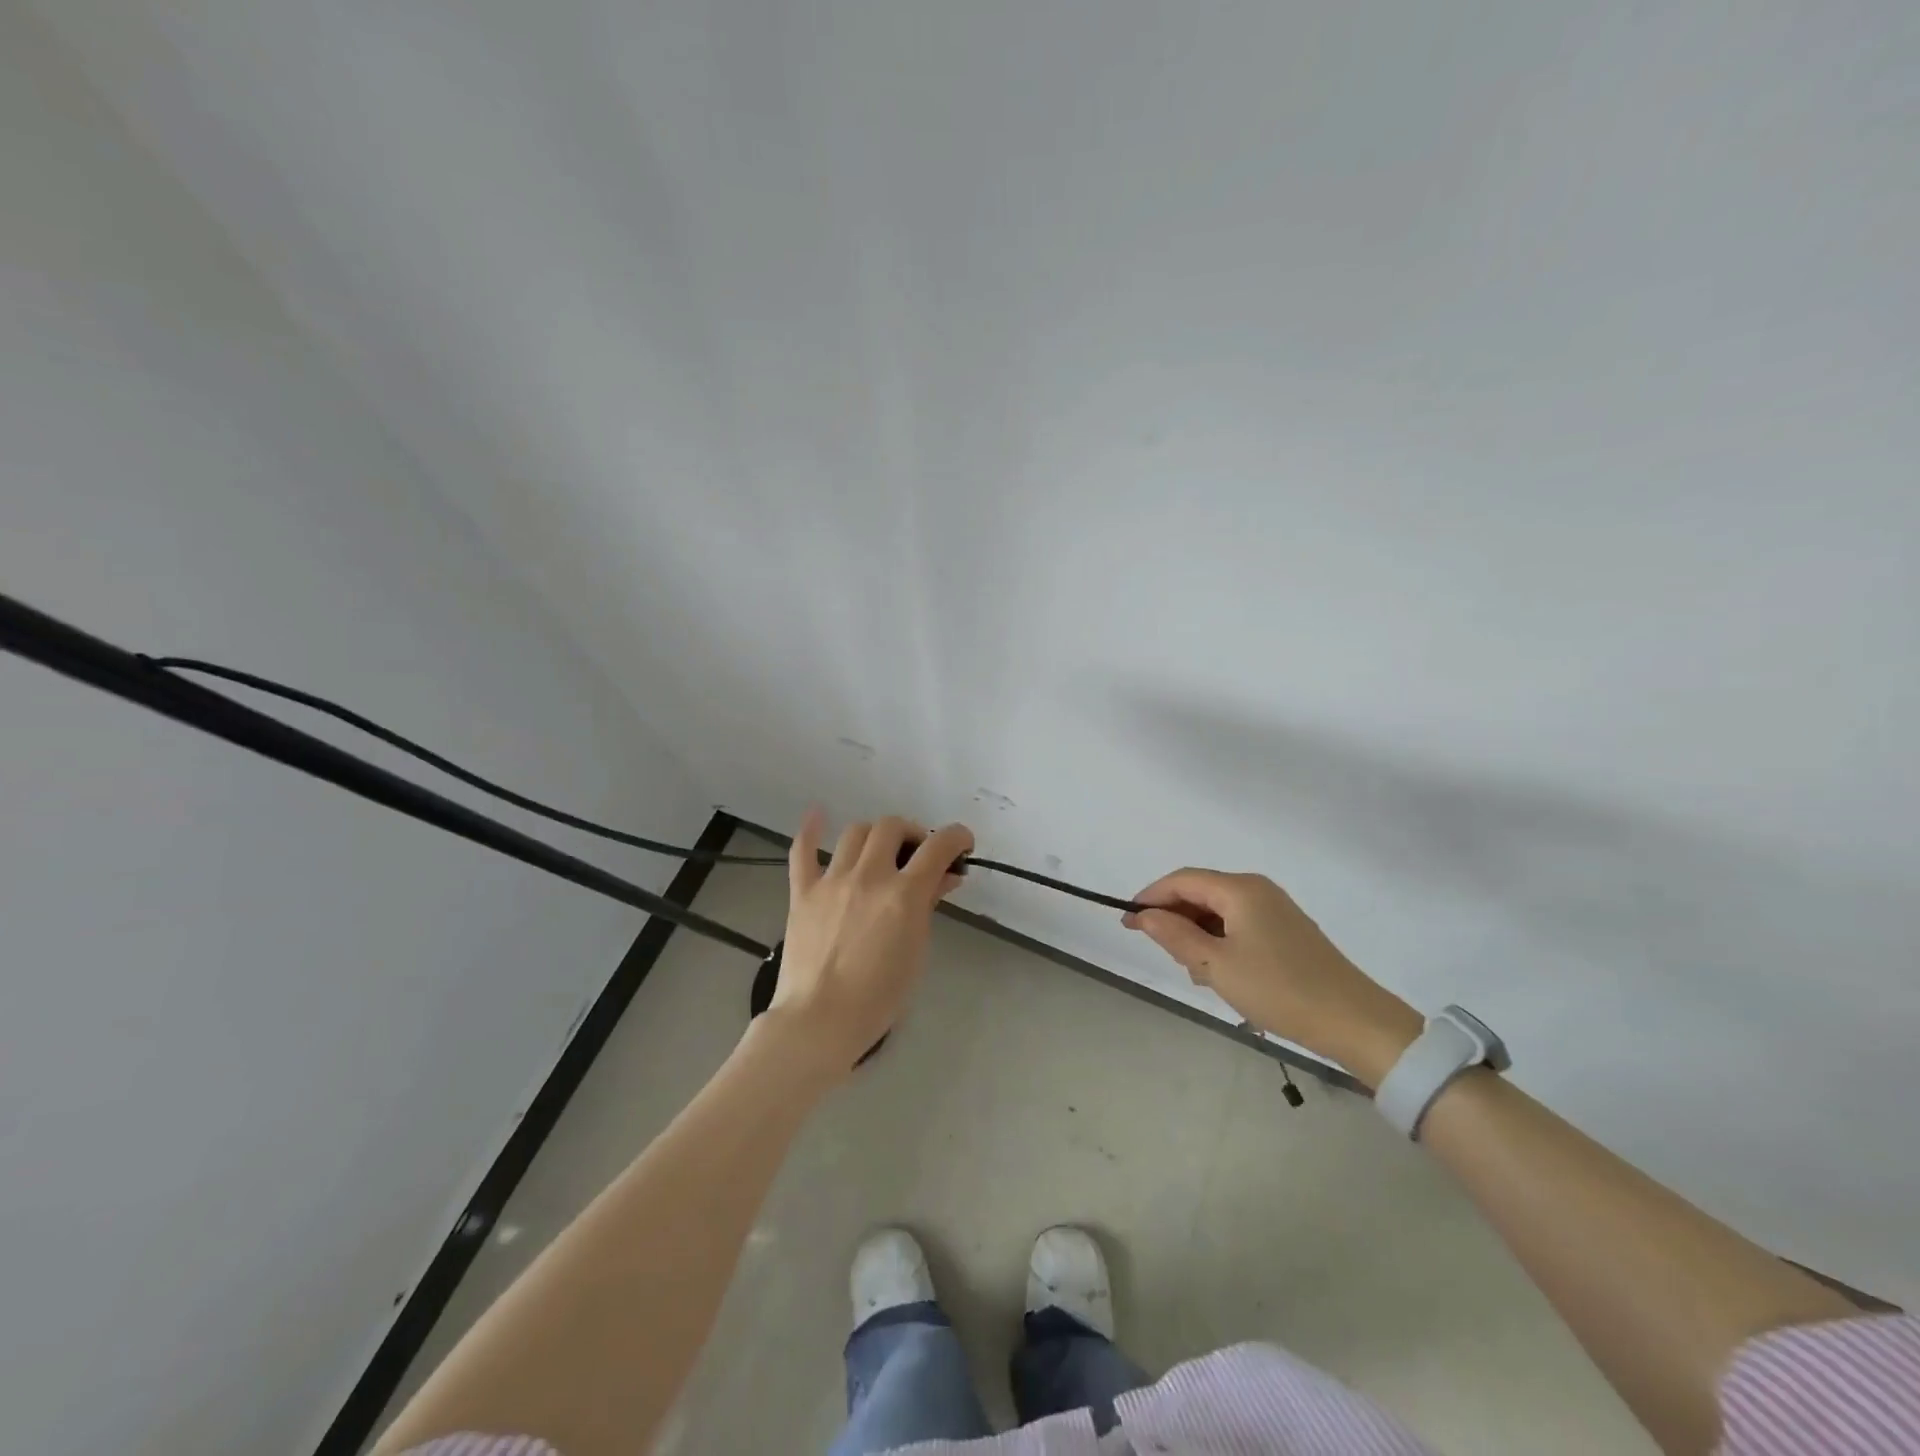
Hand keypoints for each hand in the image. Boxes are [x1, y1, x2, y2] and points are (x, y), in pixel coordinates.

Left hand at [766, 811, 973, 1077]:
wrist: (820, 1020)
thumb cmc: (879, 997)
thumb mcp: (916, 951)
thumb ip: (928, 905)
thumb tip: (944, 877)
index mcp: (903, 894)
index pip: (938, 847)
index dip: (956, 837)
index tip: (961, 843)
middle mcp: (868, 876)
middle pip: (892, 827)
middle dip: (912, 833)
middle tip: (917, 854)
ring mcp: (832, 881)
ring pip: (855, 833)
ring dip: (874, 835)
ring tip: (880, 851)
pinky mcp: (803, 893)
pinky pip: (802, 851)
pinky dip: (810, 830)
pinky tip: (818, 815)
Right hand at [1124, 868, 1421, 1084]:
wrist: (1354, 1021)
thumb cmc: (1278, 989)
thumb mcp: (1216, 965)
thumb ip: (1174, 935)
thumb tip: (1142, 914)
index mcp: (1239, 889)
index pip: (1181, 880)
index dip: (1150, 897)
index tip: (1126, 923)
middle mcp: (1257, 889)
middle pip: (1200, 891)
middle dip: (1175, 917)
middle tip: (1163, 954)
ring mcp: (1275, 908)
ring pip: (1219, 910)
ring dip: (1197, 933)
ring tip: (1196, 972)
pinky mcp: (1287, 930)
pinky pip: (1239, 924)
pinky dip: (1220, 941)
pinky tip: (1221, 973)